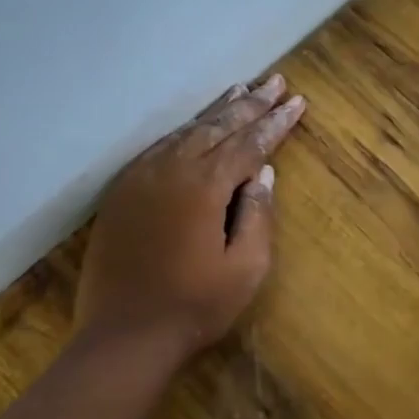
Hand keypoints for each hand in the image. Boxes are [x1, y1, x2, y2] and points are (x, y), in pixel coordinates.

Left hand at [75, 74, 306, 360]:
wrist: (125, 337)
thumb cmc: (196, 306)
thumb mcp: (246, 268)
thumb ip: (258, 215)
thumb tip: (264, 173)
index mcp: (204, 187)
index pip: (249, 144)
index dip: (276, 122)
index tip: (297, 101)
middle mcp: (170, 170)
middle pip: (216, 127)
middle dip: (250, 104)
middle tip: (275, 81)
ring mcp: (140, 179)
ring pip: (185, 132)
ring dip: (217, 111)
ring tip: (241, 90)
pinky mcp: (122, 193)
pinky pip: (159, 148)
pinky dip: (184, 132)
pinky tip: (195, 127)